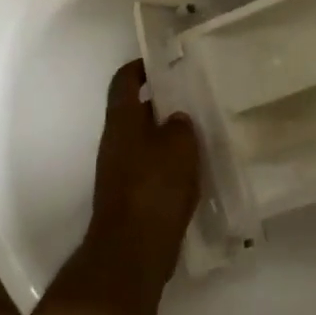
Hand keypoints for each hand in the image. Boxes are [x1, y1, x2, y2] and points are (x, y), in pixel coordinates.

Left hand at [82, 60, 201, 291]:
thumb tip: (177, 119)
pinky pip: (150, 169)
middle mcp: (115, 142)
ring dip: (167, 136)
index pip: (124, 81)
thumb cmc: (154, 188)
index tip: (163, 62)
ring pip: (144, 142)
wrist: (131, 252)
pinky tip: (194, 171)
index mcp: (122, 121)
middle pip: (135, 111)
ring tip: (200, 134)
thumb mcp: (179, 146)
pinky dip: (168, 165)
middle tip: (193, 98)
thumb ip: (180, 125)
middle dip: (161, 104)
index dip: (140, 67)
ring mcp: (119, 172)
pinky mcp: (130, 198)